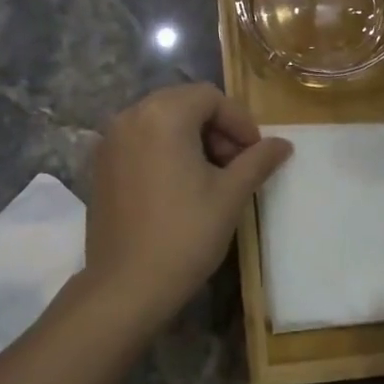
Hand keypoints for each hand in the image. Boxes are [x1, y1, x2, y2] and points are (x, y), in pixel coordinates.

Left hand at [83, 84, 292, 326]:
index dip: (239, 121)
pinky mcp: (100, 166)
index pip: (210, 97)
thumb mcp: (230, 194)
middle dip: (216, 127)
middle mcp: (130, 117)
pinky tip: (181, 185)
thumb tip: (284, 144)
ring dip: (192, 138)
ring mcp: (109, 141)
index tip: (256, 153)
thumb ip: (258, 160)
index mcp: (162, 115)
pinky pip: (140, 141)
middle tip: (237, 163)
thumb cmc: (185, 235)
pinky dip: (165, 149)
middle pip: (183, 103)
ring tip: (212, 176)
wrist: (126, 287)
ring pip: (161, 121)